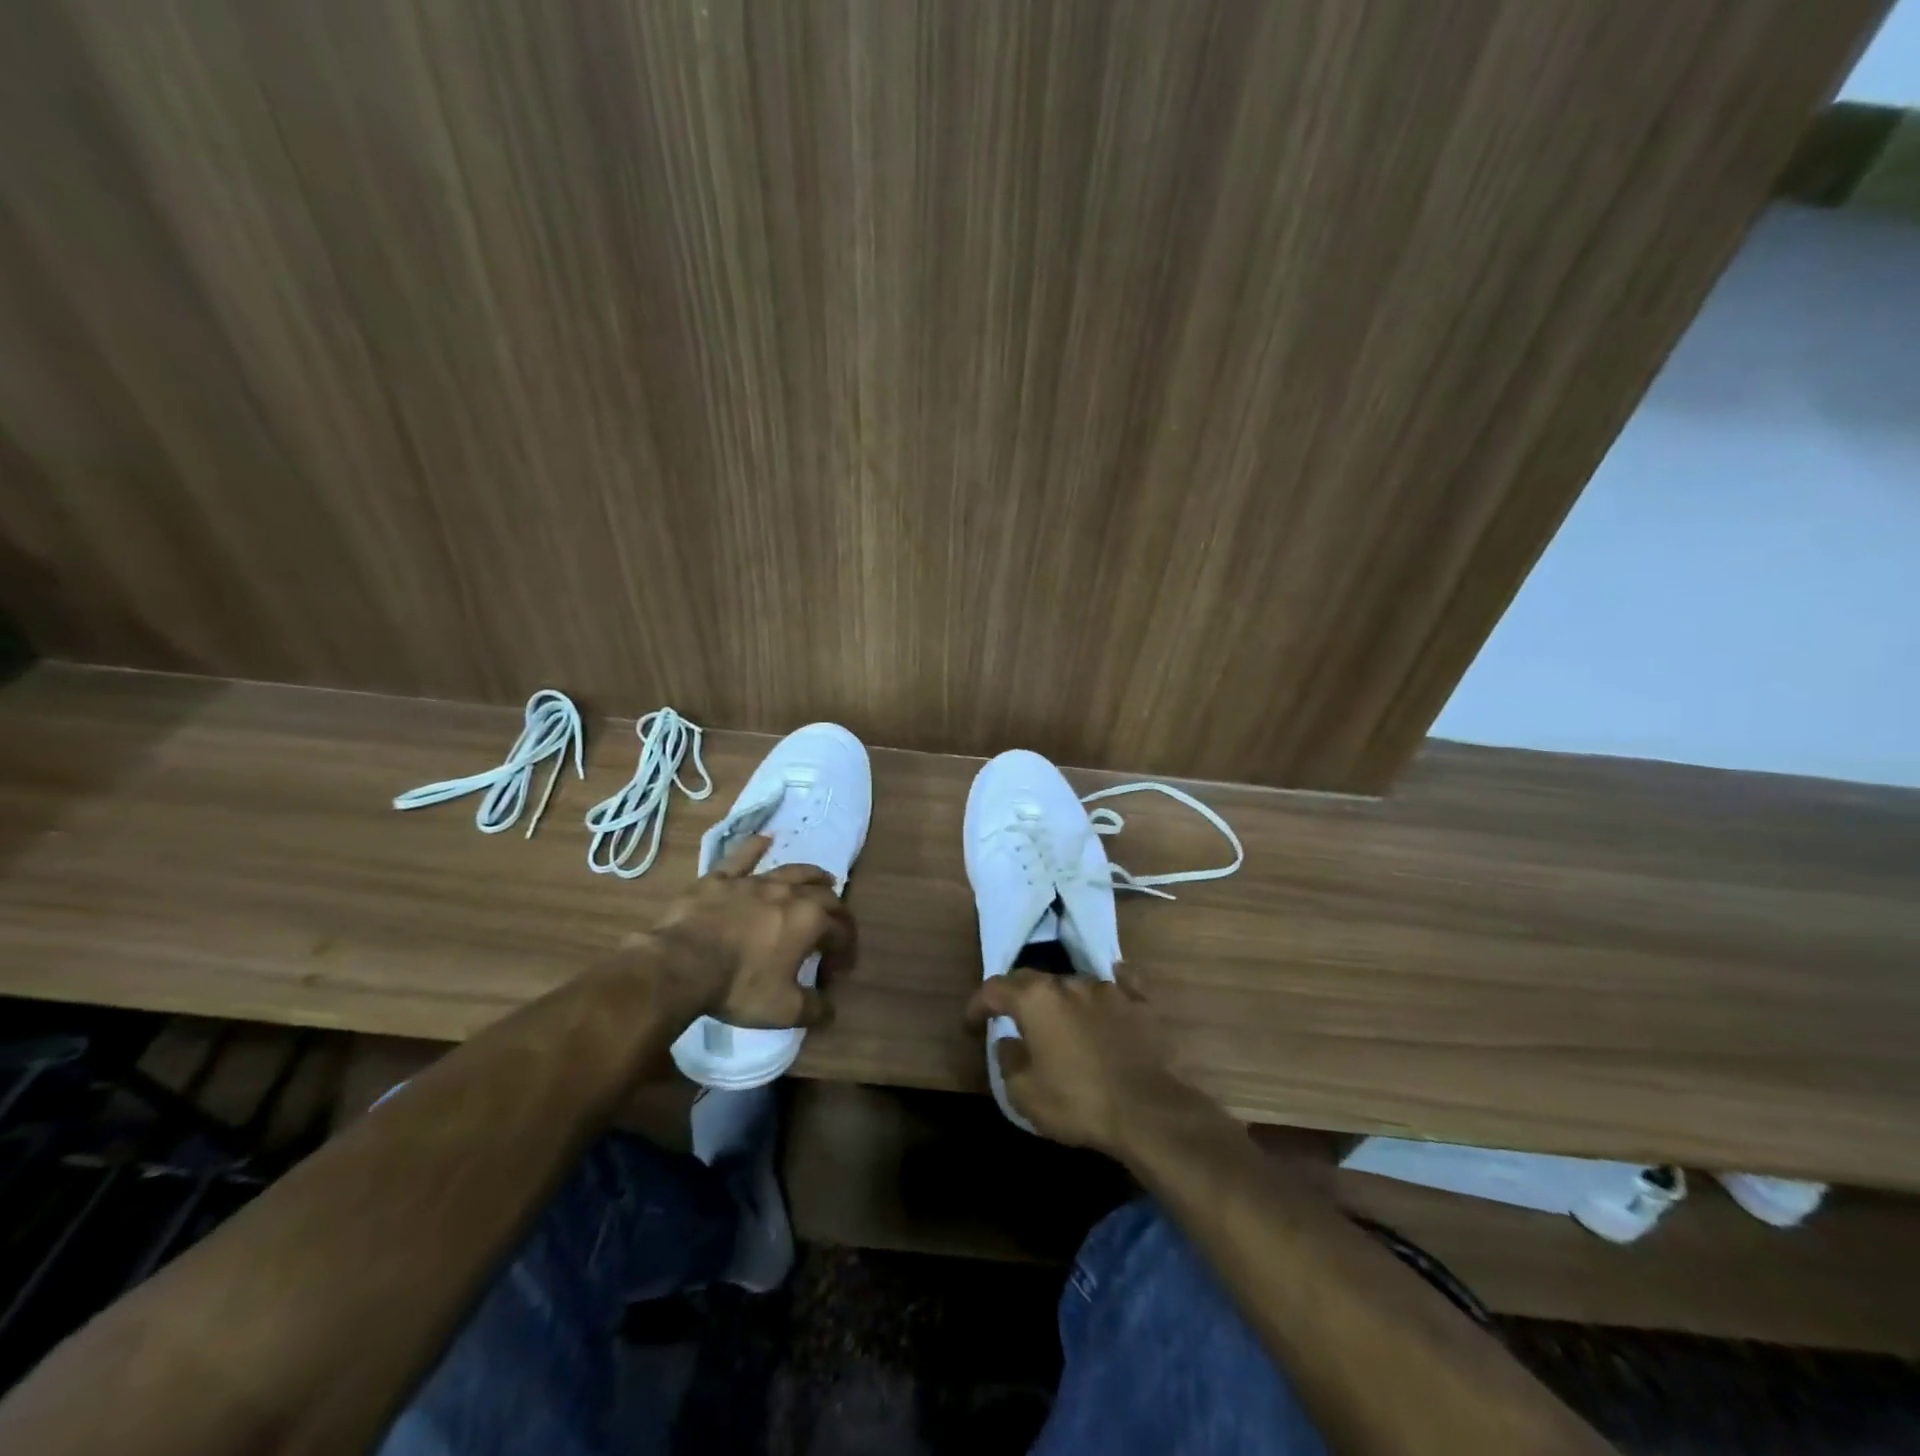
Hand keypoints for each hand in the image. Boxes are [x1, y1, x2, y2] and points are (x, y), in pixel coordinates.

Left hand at [639, 834, 854, 1030]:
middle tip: (836, 926)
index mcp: (810, 921)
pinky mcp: (721, 878)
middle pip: (824, 896)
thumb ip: (814, 1009)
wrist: (681, 964)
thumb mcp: (784, 1010)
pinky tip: (764, 839)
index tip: (840, 970)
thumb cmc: (739, 987)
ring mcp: (754, 881)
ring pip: (792, 871)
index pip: (840, 932)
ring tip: (823, 879)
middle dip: (837, 911)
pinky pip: (742, 857)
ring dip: (812, 875)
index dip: (845, 950)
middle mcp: (789, 893)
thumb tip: (830, 1010)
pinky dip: (756, 847)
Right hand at [964, 968, 1193, 1156]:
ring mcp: (1108, 990)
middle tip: (1010, 1016)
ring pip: (1074, 984)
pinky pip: (1121, 985)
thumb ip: (1008, 1060)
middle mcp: (1069, 983)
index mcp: (1036, 999)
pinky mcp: (1139, 1003)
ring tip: (1060, 1020)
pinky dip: (1111, 987)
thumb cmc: (1077, 1102)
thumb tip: (1009, 1041)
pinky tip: (1113, 988)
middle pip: (1033, 979)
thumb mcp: (1024, 1093)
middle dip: (1016, 994)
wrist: (1147, 1110)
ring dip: (1061, 999)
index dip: (977, 1004)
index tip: (971, 1024)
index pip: (994, 989)